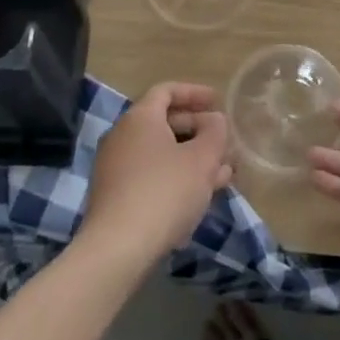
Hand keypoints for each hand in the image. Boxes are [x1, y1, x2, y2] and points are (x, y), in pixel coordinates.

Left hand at [81, 83, 231, 266]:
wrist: (118, 248)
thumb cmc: (164, 191)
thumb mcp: (202, 158)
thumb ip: (215, 132)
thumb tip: (214, 121)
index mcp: (140, 118)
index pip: (166, 90)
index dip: (194, 93)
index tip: (218, 101)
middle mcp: (122, 136)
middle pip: (164, 122)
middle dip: (198, 131)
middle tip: (224, 142)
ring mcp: (115, 168)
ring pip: (161, 153)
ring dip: (192, 158)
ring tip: (223, 173)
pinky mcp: (115, 197)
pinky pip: (151, 175)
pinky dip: (176, 177)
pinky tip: (199, 196)